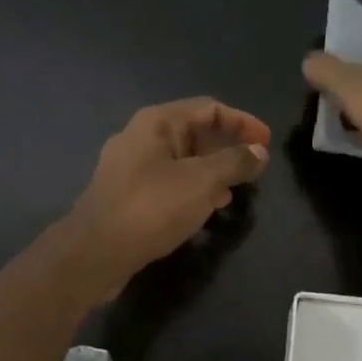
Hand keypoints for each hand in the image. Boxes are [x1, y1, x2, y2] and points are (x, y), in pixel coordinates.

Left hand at [63, 97, 270, 293]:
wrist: (95, 252)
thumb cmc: (151, 207)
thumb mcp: (202, 182)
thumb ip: (234, 162)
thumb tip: (259, 151)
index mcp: (157, 122)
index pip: (209, 108)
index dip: (242, 122)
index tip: (266, 143)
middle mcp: (141, 137)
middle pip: (194, 132)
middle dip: (227, 148)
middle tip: (253, 170)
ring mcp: (130, 167)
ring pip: (181, 160)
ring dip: (211, 172)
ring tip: (234, 192)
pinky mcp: (126, 195)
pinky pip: (168, 182)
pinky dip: (192, 189)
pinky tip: (206, 209)